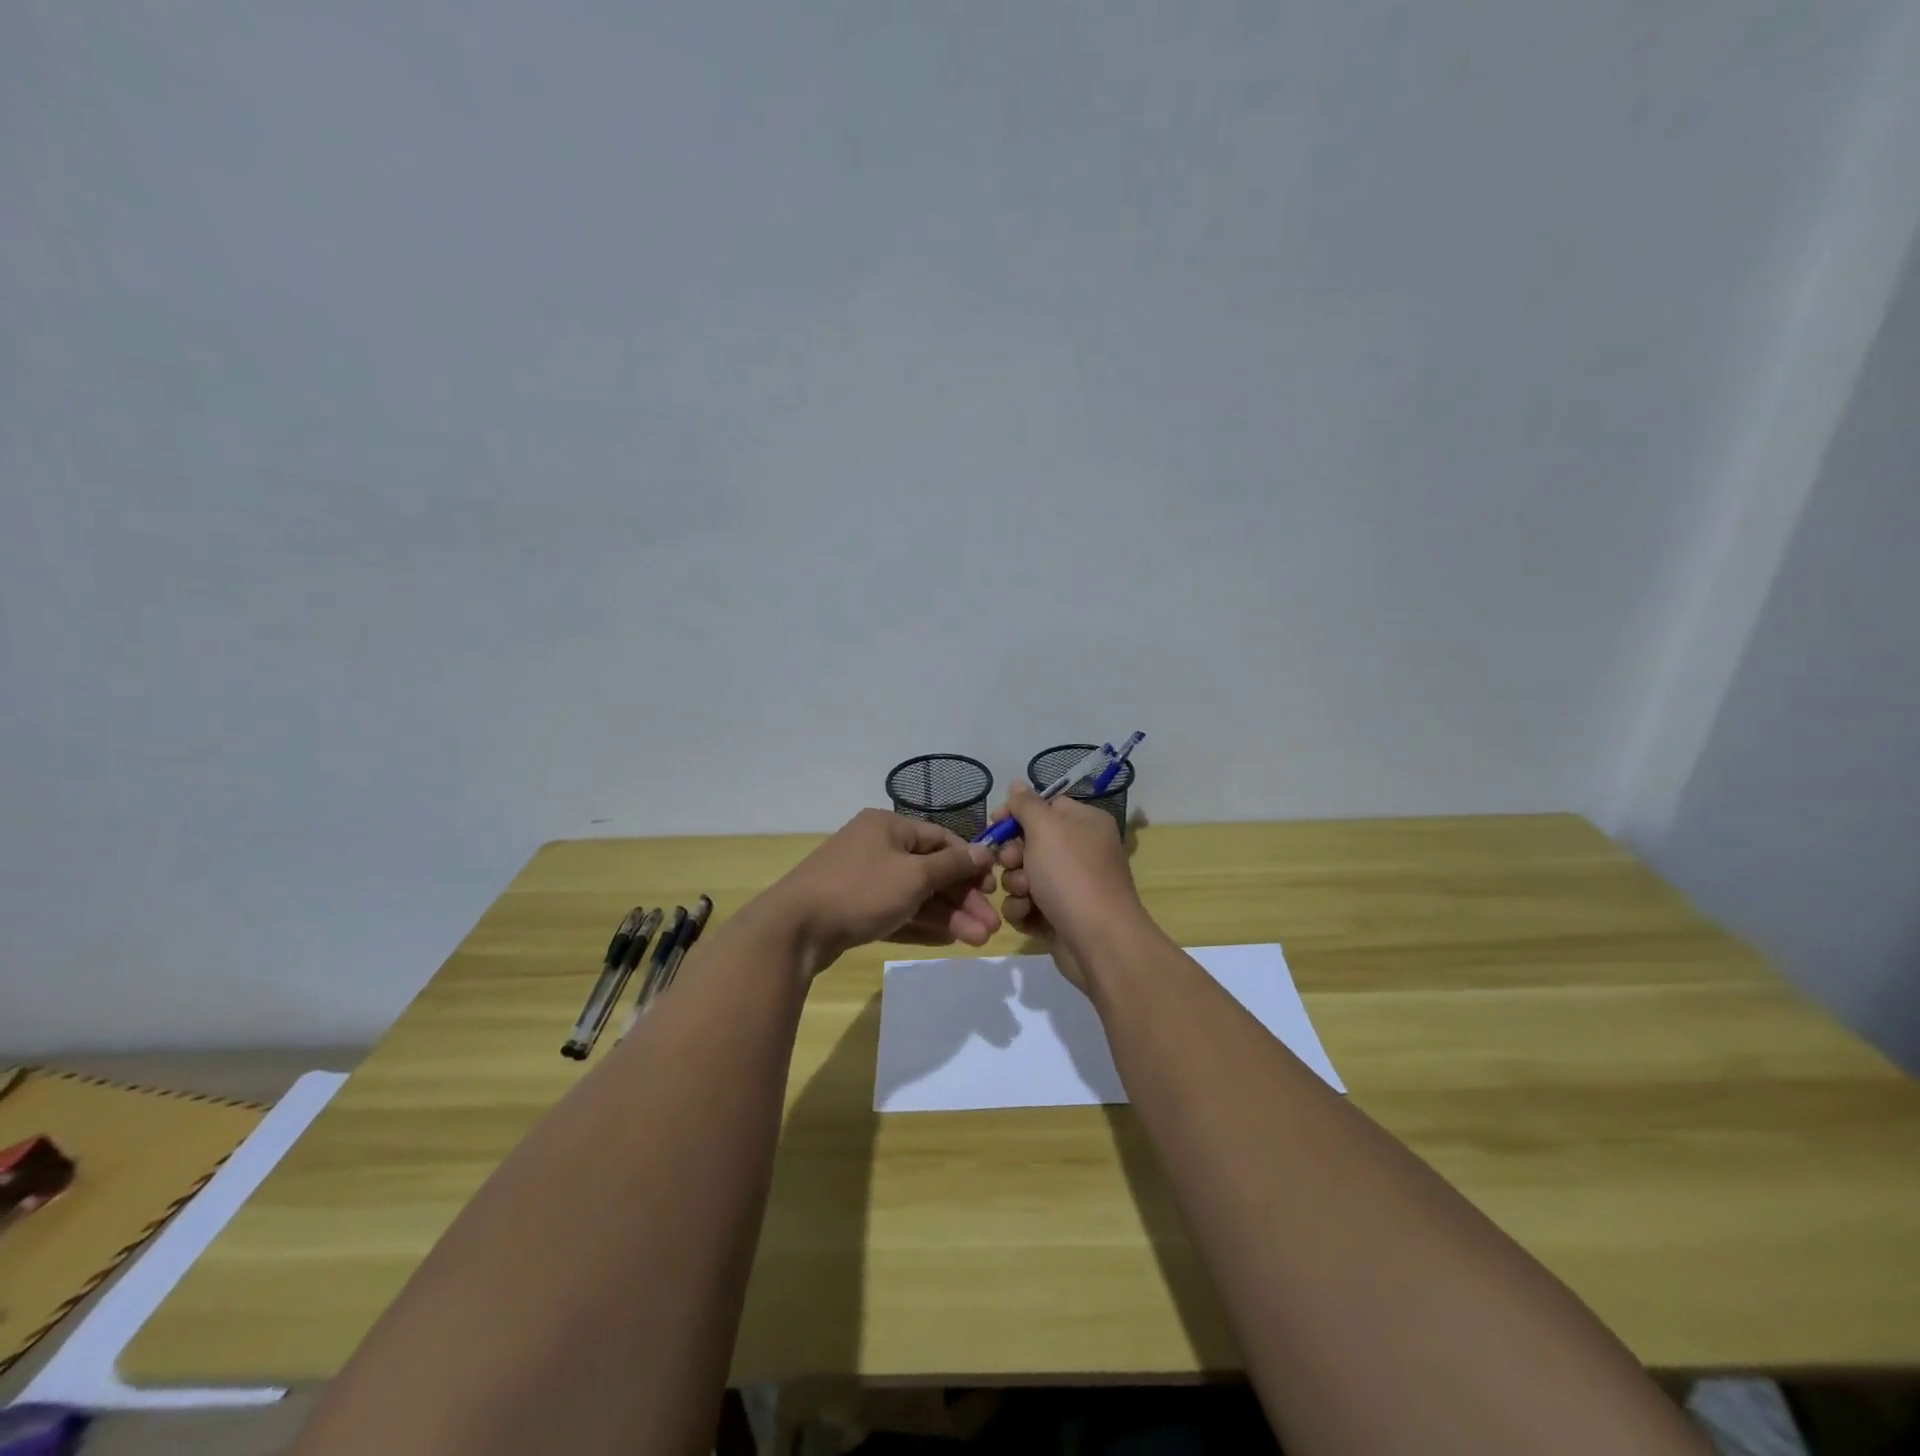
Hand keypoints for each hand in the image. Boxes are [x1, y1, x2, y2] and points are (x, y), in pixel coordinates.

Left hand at [761, 809, 1000, 975]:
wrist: (794, 929)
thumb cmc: (861, 890)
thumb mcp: (914, 876)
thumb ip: (952, 865)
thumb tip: (984, 851)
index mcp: (888, 826)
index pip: (940, 839)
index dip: (969, 863)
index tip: (992, 889)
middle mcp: (876, 847)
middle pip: (930, 870)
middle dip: (962, 898)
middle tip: (990, 927)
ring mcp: (863, 879)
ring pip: (915, 895)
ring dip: (947, 916)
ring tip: (977, 940)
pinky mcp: (853, 909)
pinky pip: (896, 912)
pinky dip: (921, 924)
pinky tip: (948, 940)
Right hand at [993, 781, 1144, 989]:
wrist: (1099, 941)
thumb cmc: (1072, 875)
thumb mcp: (1046, 827)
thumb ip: (1026, 804)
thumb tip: (1017, 785)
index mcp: (1084, 823)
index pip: (1045, 806)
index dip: (1017, 813)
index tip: (995, 823)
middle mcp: (1080, 850)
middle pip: (1029, 842)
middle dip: (1012, 853)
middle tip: (1012, 862)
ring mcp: (1069, 886)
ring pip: (1023, 875)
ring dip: (1015, 883)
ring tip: (1025, 894)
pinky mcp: (1058, 916)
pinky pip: (1027, 904)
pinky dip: (1023, 909)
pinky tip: (1028, 915)